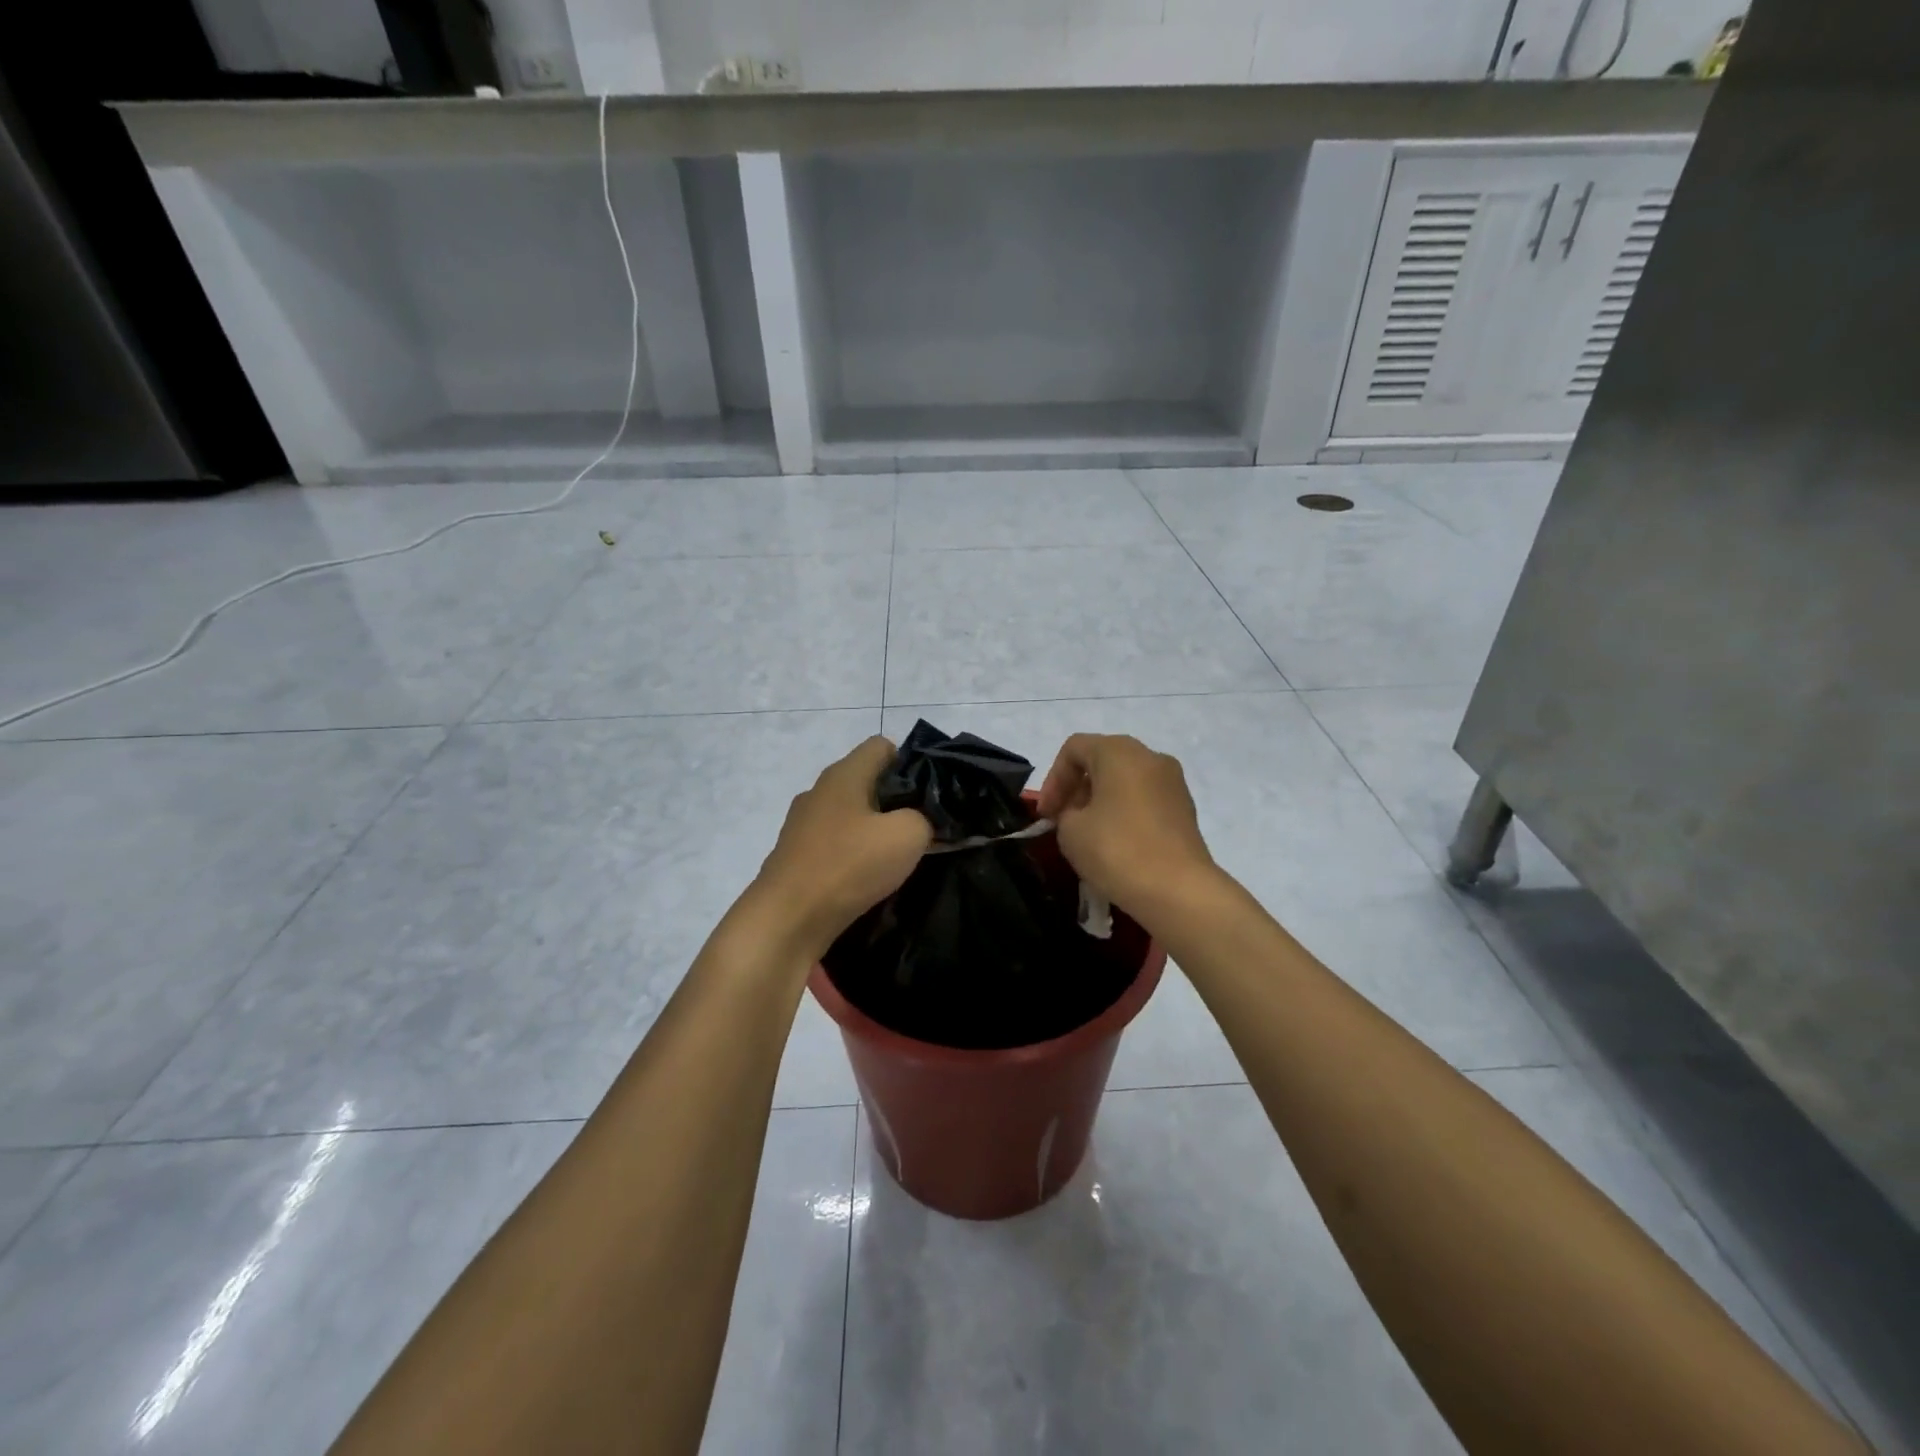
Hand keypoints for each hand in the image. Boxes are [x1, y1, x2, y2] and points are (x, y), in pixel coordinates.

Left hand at [752, 736, 932, 960]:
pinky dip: (853, 855)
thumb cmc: (848, 866)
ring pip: (850, 815)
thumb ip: (925, 819)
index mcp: (844, 774)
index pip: (882, 745)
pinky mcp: (796, 856)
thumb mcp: (907, 836)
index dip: (911, 763)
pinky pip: (835, 844)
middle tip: (922, 828)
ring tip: (898, 858)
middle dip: (896, 801)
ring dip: (874, 831)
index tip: (928, 795)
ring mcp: (802, 824)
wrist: (786, 920)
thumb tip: (921, 822)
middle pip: (866, 781)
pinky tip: (867, 879)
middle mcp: (819, 791)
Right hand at [1036, 733, 1217, 923]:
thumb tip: (1078, 814)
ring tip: (1087, 834)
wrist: (1179, 891)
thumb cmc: (1117, 850)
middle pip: (1102, 760)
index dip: (1052, 780)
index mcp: (1119, 751)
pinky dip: (1124, 813)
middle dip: (1076, 789)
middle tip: (1062, 821)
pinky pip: (1145, 800)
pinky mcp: (1185, 809)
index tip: (1046, 815)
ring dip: (1101, 801)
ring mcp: (1173, 782)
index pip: (1074, 749)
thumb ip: (1065, 813)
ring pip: (1125, 781)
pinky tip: (1116, 843)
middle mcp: (1150, 756)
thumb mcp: (1070, 831)